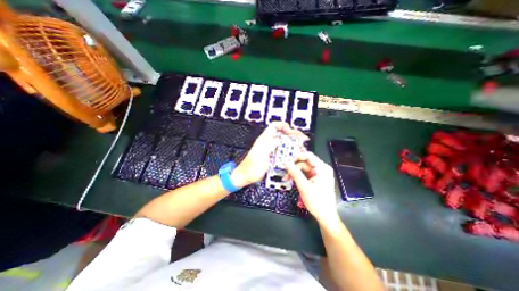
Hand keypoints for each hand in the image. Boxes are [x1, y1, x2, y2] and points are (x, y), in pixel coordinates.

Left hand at [233, 121, 307, 186]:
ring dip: (293, 144)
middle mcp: (269, 143)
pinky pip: (283, 152)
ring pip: (284, 143)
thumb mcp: (260, 152)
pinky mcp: (273, 157)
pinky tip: (295, 155)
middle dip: (293, 135)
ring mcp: (271, 150)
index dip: (283, 126)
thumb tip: (279, 139)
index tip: (291, 130)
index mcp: (265, 139)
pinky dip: (290, 152)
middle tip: (302, 139)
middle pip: (282, 134)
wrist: (247, 175)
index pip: (274, 126)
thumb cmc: (251, 164)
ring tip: (301, 147)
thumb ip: (269, 144)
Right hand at [286, 152, 338, 224]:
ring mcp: (319, 175)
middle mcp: (321, 169)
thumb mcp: (304, 186)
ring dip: (294, 173)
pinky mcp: (316, 180)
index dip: (297, 157)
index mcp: (322, 168)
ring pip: (303, 169)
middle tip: (285, 174)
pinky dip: (298, 177)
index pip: (309, 156)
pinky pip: (305, 174)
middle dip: (294, 168)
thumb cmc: (317, 201)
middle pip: (305, 163)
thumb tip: (285, 162)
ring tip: (286, 179)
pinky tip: (292, 181)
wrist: (325, 216)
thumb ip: (295, 173)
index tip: (287, 161)